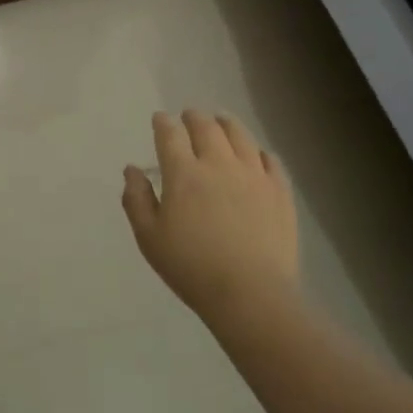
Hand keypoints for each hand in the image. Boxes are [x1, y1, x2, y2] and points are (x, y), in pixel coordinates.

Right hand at [123, 110, 299, 321]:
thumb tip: (132, 170)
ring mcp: (253, 175)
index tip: (160, 119)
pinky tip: (257, 155)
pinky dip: (259, 151)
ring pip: (240, 135)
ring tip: (222, 120)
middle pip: (206, 126)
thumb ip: (136, 200)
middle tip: (188, 116)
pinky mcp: (280, 191)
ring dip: (226, 123)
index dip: (163, 122)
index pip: (170, 134)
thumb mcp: (149, 238)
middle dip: (193, 117)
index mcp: (184, 173)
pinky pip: (271, 160)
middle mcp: (219, 163)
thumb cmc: (192, 268)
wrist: (251, 295)